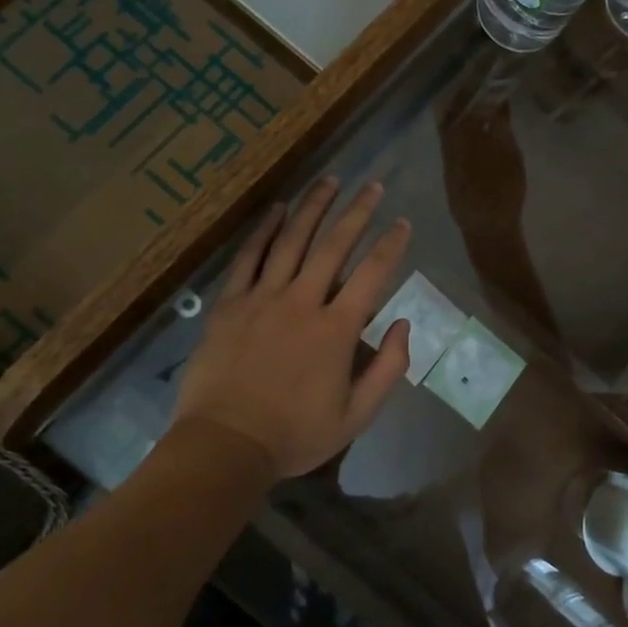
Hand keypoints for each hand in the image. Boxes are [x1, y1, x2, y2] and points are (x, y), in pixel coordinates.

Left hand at [172, 177, 410, 478]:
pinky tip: (278, 209)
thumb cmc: (295, 434)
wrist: (225, 446)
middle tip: (372, 186)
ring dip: (313, 208)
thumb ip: (388, 368)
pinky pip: (249, 258)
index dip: (390, 244)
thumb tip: (402, 324)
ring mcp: (263, 298)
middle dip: (357, 212)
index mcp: (336, 329)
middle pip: (334, 245)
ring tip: (329, 181)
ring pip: (292, 241)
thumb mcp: (356, 415)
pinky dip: (264, 231)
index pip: (372, 274)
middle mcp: (303, 302)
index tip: (402, 222)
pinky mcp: (231, 304)